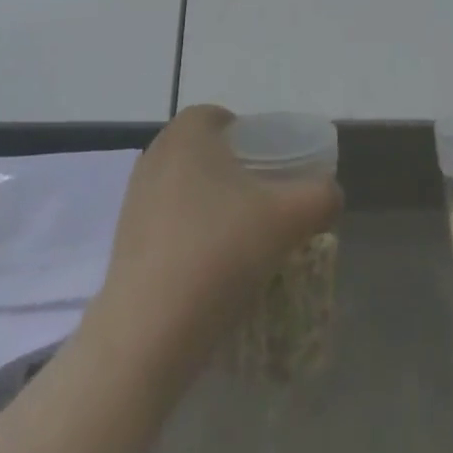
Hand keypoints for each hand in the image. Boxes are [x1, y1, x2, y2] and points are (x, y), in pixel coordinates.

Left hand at [86, 104, 342, 379]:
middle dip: (235, 175)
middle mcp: (156, 154)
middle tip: (265, 209)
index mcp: (188, 133)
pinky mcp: (122, 242)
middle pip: (206, 154)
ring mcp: (134, 199)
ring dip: (213, 209)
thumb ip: (320, 196)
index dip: (253, 139)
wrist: (148, 334)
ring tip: (242, 246)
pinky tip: (210, 274)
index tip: (274, 172)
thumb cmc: (219, 253)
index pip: (223, 118)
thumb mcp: (289, 219)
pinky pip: (168, 225)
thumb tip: (330, 193)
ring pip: (186, 190)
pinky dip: (191, 239)